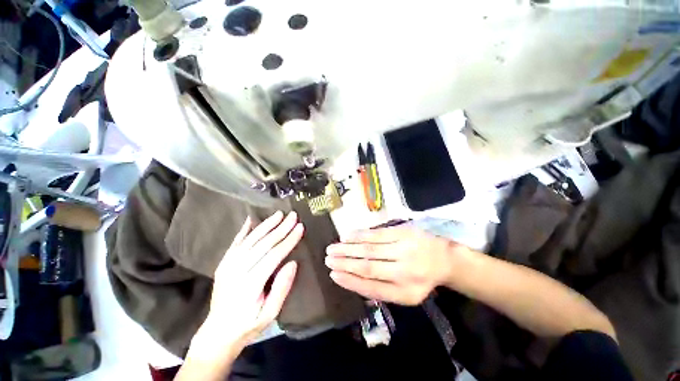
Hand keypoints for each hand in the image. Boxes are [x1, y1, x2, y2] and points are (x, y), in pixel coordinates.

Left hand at [190, 211, 302, 359]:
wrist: (217, 333)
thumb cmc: (248, 325)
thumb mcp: (270, 314)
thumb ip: (282, 288)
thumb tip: (293, 263)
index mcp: (250, 285)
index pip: (274, 255)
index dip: (288, 240)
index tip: (300, 227)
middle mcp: (237, 271)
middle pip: (263, 244)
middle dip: (281, 228)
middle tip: (293, 215)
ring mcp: (228, 266)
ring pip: (250, 240)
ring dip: (266, 225)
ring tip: (278, 214)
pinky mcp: (223, 264)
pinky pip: (235, 243)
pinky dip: (243, 230)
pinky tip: (251, 219)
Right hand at [325, 227, 463, 304]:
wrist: (444, 258)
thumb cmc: (421, 279)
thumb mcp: (406, 294)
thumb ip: (381, 290)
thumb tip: (353, 282)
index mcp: (404, 292)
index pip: (371, 287)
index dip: (349, 281)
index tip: (333, 275)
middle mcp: (404, 271)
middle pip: (367, 266)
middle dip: (344, 262)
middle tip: (327, 259)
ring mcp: (403, 249)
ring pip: (369, 248)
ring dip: (348, 248)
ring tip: (332, 248)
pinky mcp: (403, 232)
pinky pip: (377, 234)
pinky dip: (359, 235)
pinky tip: (347, 236)